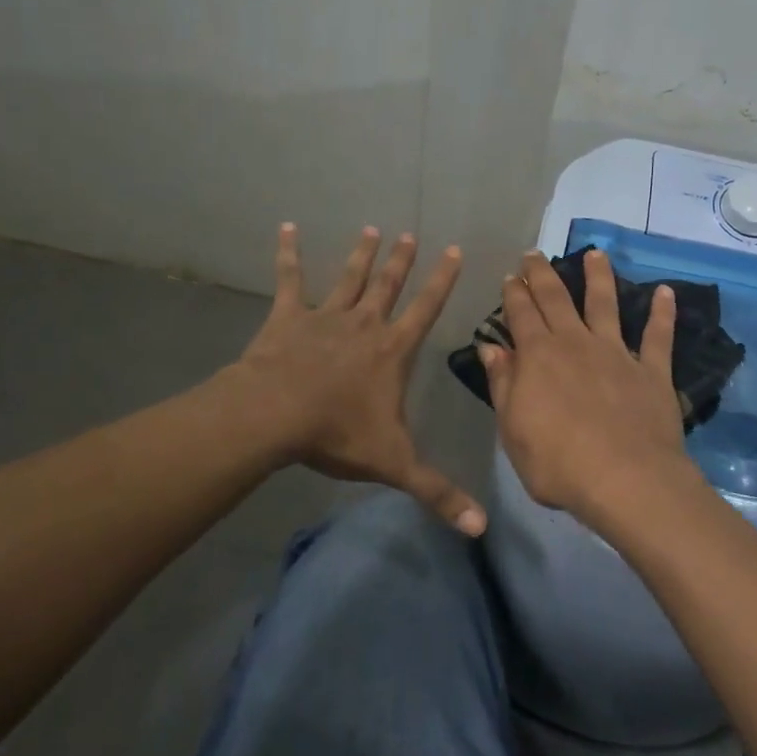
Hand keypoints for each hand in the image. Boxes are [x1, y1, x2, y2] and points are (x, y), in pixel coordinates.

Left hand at [233, 224, 484, 534]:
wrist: (275, 416)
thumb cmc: (337, 434)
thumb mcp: (394, 464)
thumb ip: (437, 492)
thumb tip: (481, 527)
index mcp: (392, 351)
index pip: (426, 308)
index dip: (443, 280)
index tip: (455, 250)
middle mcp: (364, 324)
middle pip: (388, 285)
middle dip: (402, 260)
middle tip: (409, 234)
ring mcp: (325, 316)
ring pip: (349, 278)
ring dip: (361, 254)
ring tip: (370, 229)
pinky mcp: (288, 317)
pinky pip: (289, 279)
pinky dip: (287, 253)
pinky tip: (286, 228)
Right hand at [480, 250, 699, 525]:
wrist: (625, 480)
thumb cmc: (557, 463)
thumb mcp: (512, 430)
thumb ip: (503, 385)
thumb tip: (491, 348)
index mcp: (538, 356)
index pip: (521, 314)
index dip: (514, 293)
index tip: (511, 276)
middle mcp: (575, 343)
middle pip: (556, 298)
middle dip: (543, 274)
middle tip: (535, 254)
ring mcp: (616, 353)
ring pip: (606, 303)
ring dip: (600, 276)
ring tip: (596, 254)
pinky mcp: (651, 370)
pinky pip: (658, 335)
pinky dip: (663, 312)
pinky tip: (667, 292)